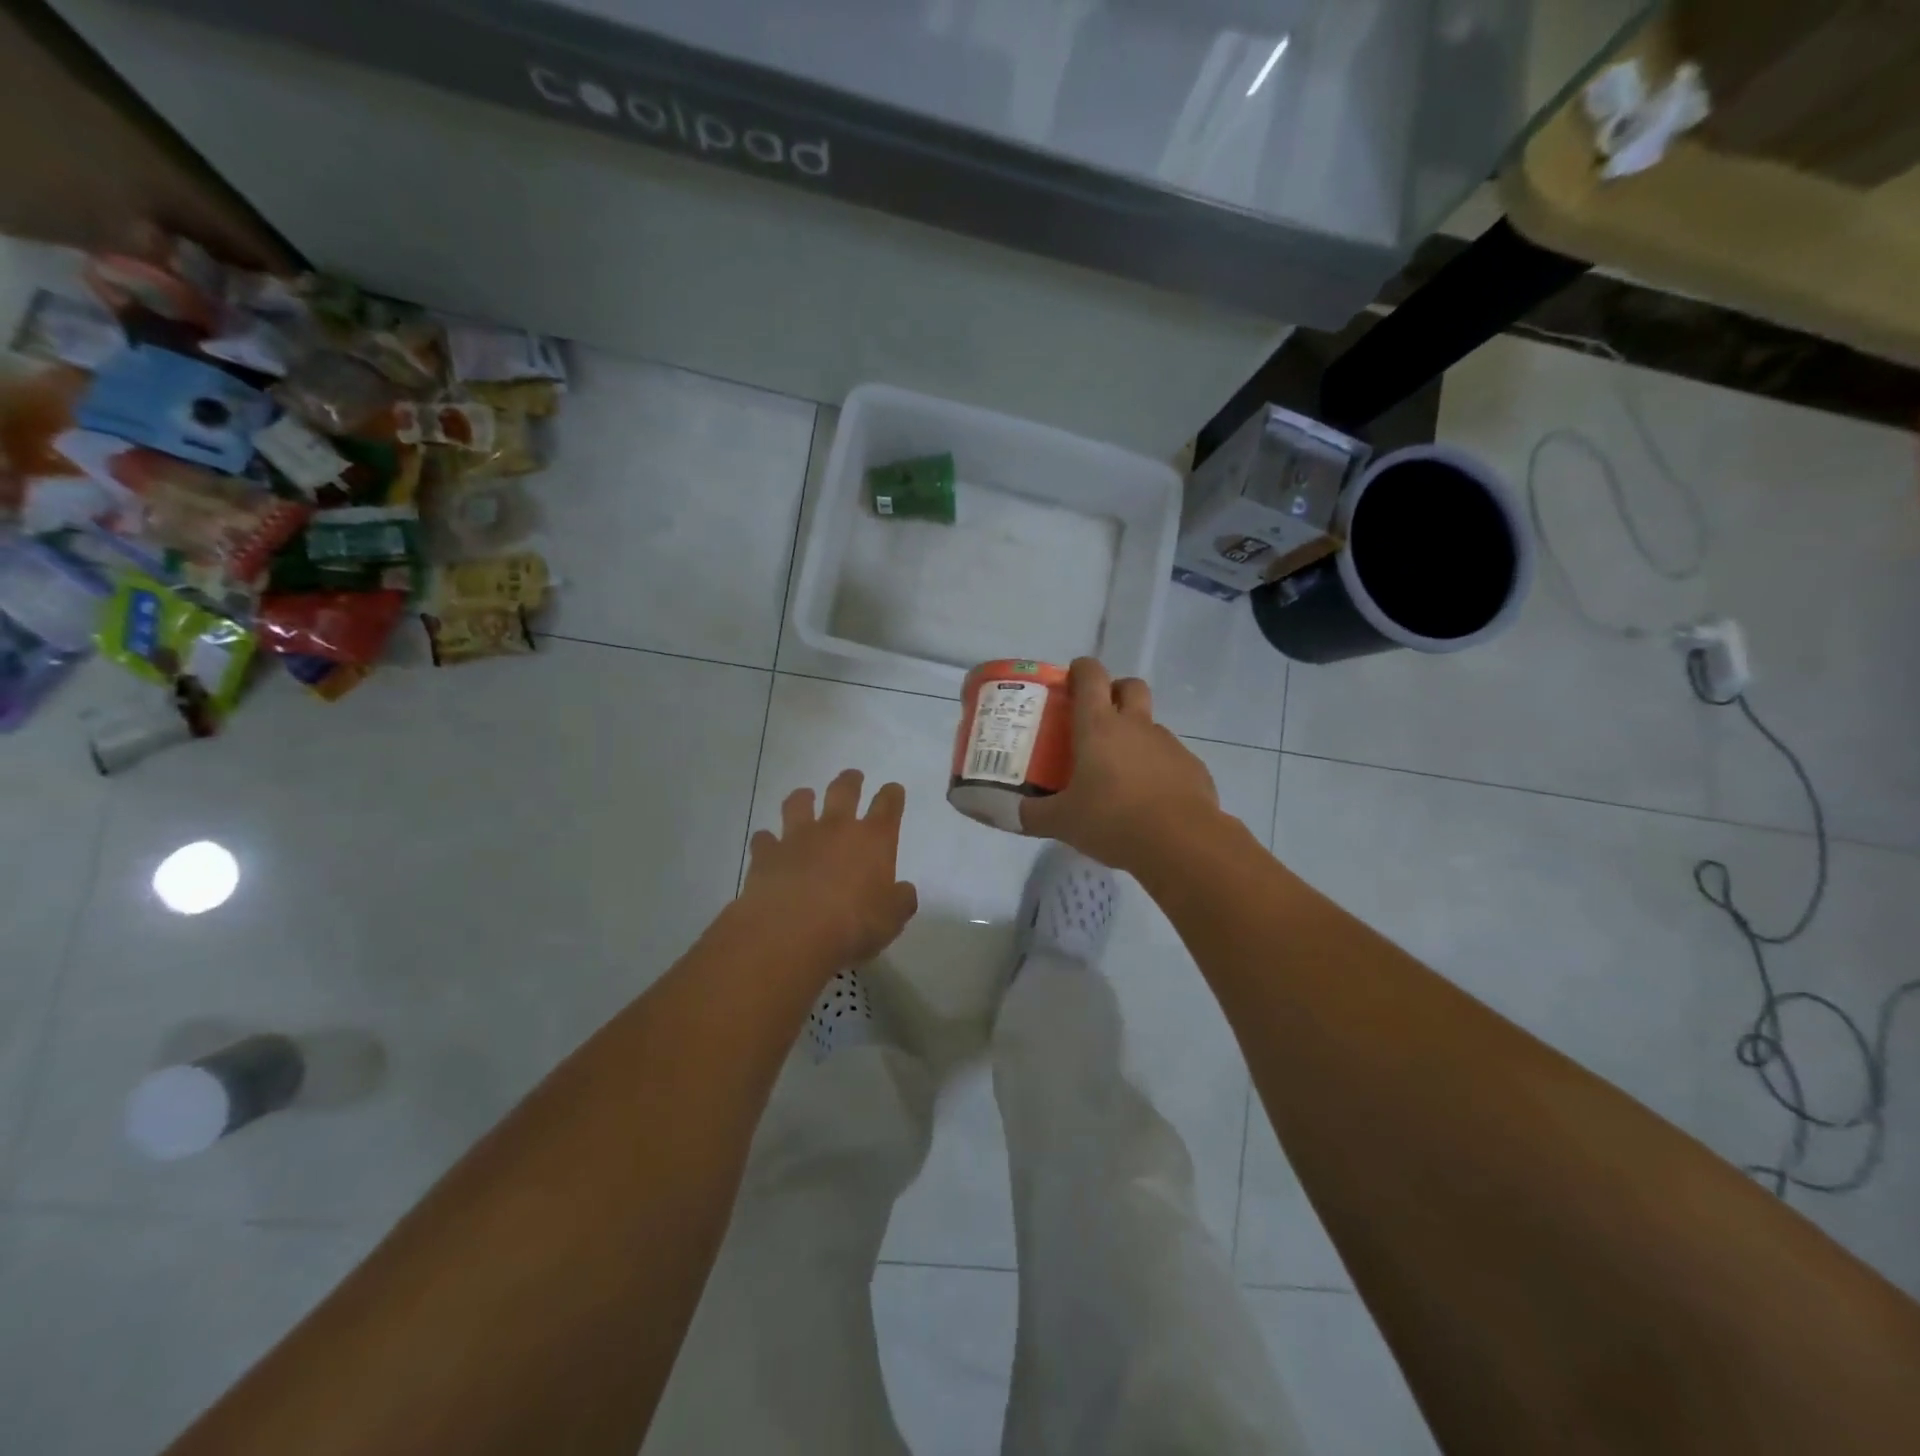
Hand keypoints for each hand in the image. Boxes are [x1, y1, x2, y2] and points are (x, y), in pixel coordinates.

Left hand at [738, 770, 918, 972]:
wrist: (790, 933)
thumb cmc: (852, 925)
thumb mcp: (891, 920)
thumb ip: (900, 901)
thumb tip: (903, 891)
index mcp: (873, 840)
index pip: (888, 806)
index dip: (892, 795)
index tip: (893, 789)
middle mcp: (836, 829)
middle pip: (844, 791)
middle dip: (850, 781)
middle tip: (853, 777)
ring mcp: (797, 837)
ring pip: (799, 803)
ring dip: (804, 798)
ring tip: (805, 797)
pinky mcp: (766, 854)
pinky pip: (764, 838)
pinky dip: (767, 840)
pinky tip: (767, 844)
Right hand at [1020, 658, 1220, 872]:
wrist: (1181, 843)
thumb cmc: (1112, 821)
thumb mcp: (1062, 822)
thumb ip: (1032, 815)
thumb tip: (1009, 813)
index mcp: (1099, 727)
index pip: (1091, 676)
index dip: (1080, 670)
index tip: (1070, 680)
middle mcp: (1136, 726)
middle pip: (1130, 686)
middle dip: (1115, 691)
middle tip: (1098, 718)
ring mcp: (1169, 745)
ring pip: (1151, 725)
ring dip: (1135, 736)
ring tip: (1120, 772)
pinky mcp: (1193, 768)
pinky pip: (1170, 758)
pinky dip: (1157, 768)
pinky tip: (1149, 799)